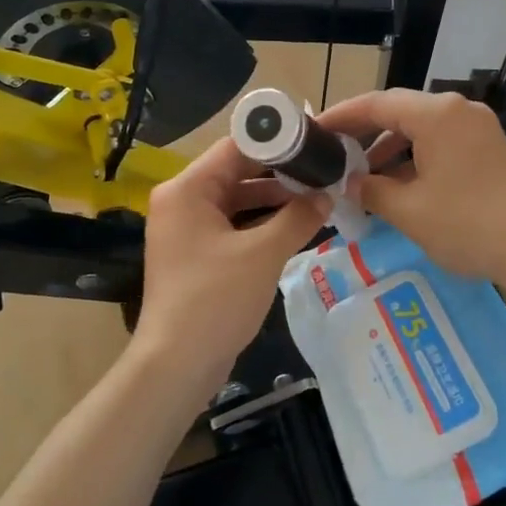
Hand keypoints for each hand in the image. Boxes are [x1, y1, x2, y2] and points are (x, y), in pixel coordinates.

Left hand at [130, 137, 326, 400]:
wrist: (177, 363)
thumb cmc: (216, 299)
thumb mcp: (263, 254)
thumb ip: (298, 217)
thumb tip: (327, 195)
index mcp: (187, 190)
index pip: (235, 148)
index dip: (277, 142)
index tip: (315, 141)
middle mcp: (181, 202)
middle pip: (236, 173)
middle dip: (280, 175)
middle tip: (324, 170)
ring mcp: (186, 230)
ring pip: (236, 202)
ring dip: (274, 201)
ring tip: (318, 196)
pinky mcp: (195, 255)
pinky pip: (232, 227)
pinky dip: (261, 225)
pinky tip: (296, 226)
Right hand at [317, 88, 505, 297]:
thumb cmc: (468, 226)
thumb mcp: (409, 211)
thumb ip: (371, 189)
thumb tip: (352, 182)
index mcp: (436, 115)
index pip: (376, 104)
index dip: (341, 116)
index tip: (313, 131)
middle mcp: (458, 110)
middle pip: (398, 111)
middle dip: (363, 133)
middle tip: (331, 154)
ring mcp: (477, 127)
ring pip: (420, 128)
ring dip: (389, 148)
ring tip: (360, 175)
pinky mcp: (488, 148)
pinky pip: (440, 142)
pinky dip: (414, 157)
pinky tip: (397, 184)